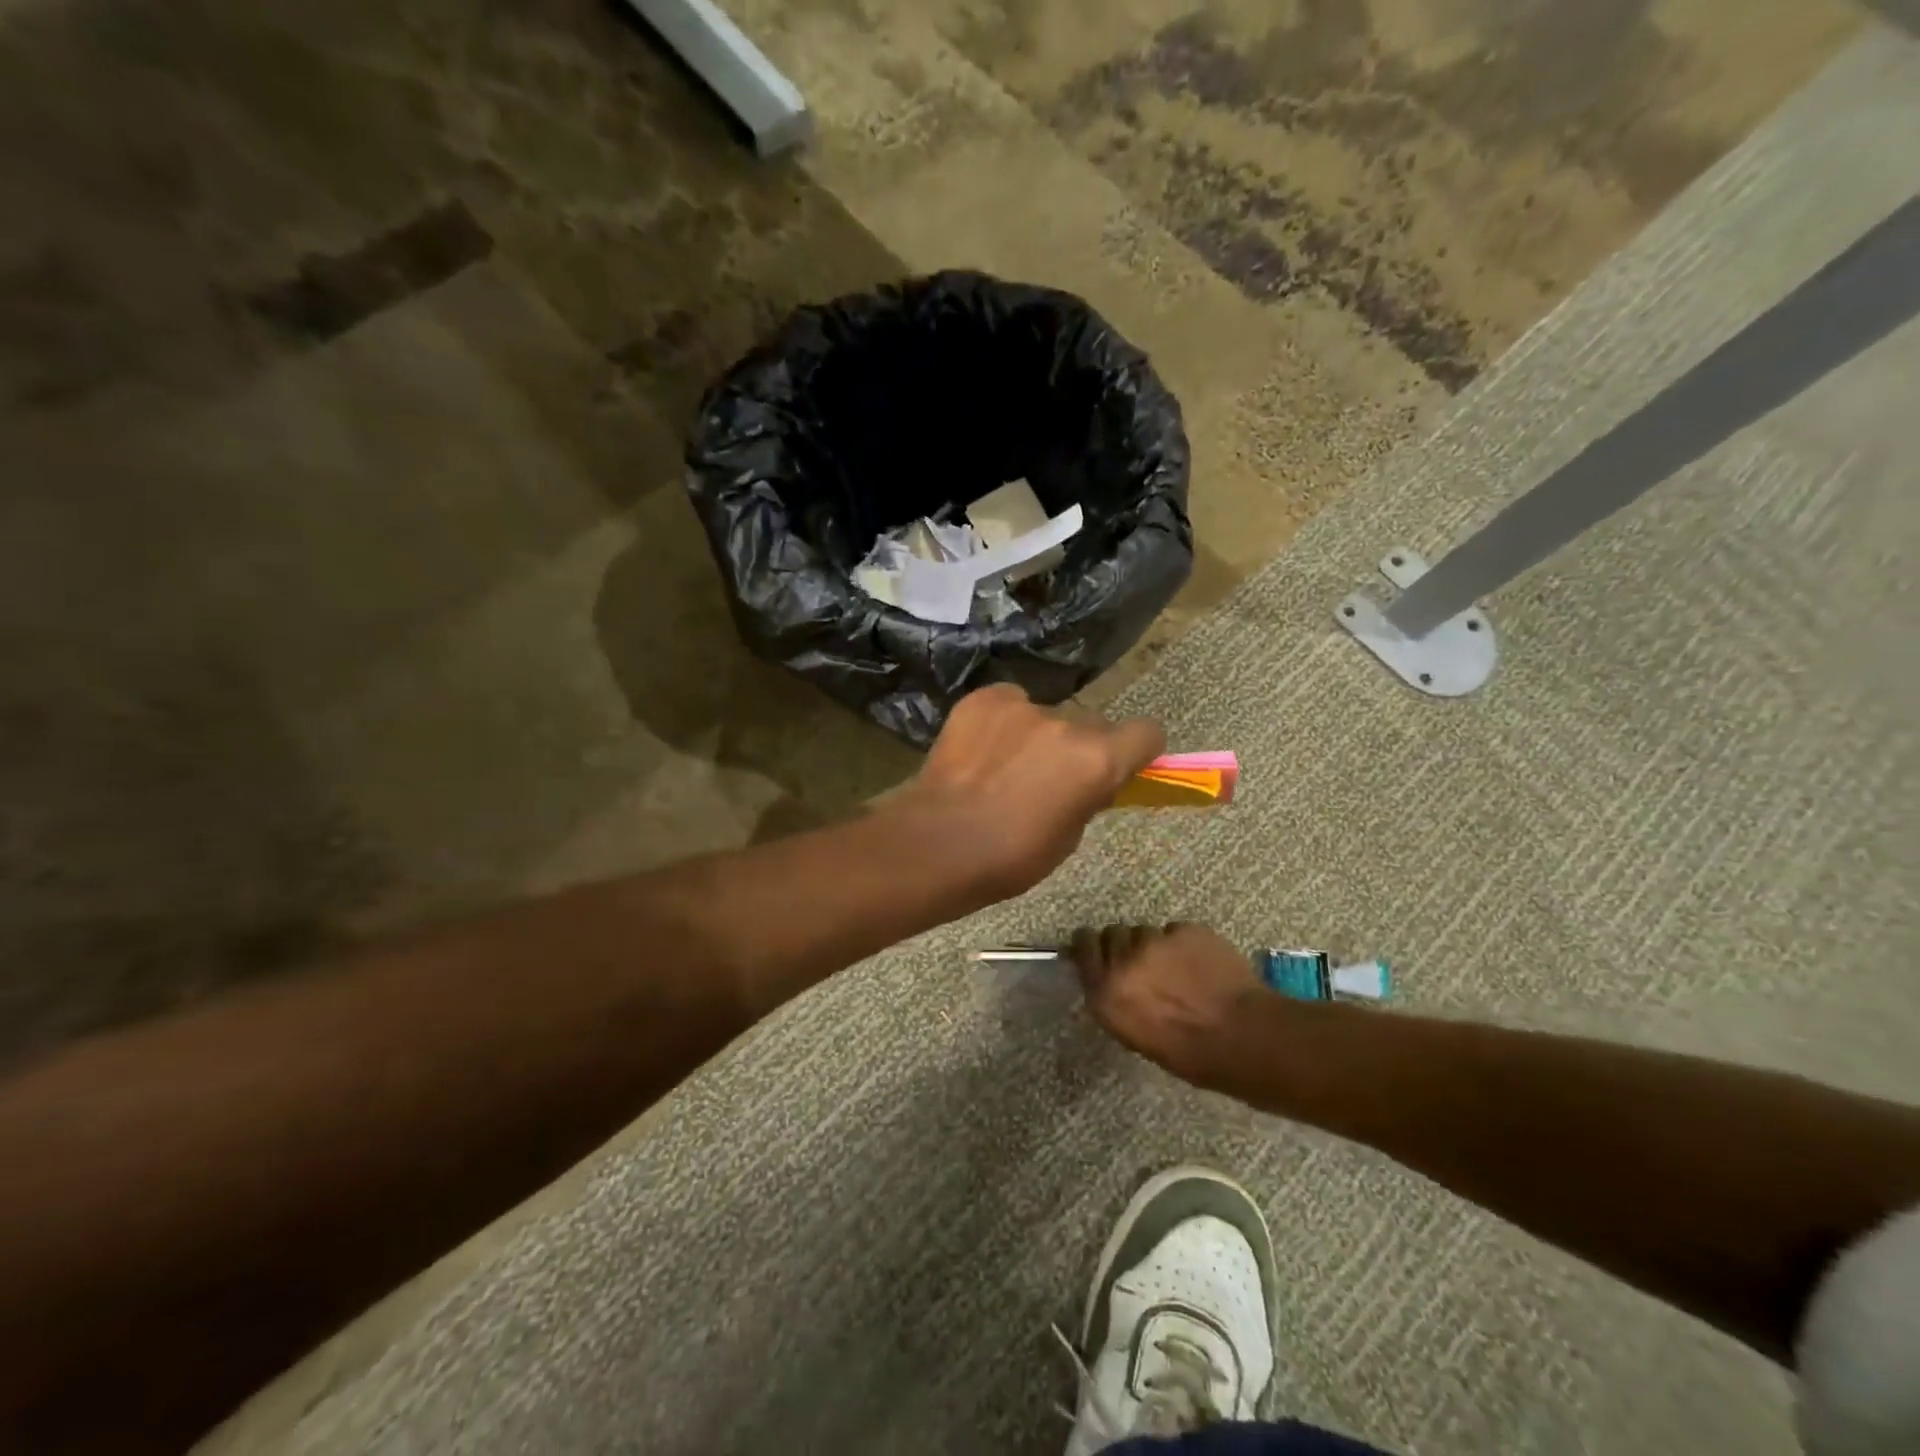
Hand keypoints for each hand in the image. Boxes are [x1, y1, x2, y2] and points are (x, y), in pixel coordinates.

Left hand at [895, 685, 1164, 900]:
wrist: (938, 843)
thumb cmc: (1011, 858)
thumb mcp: (1069, 837)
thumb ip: (1088, 796)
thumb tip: (1088, 782)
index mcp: (1098, 759)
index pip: (1147, 732)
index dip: (1137, 751)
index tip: (1121, 768)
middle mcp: (1067, 723)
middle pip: (1092, 725)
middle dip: (1080, 748)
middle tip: (1051, 778)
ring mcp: (1022, 706)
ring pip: (1046, 716)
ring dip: (1037, 737)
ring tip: (1003, 768)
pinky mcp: (983, 699)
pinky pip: (1007, 704)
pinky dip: (1001, 723)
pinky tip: (979, 751)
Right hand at [1070, 923, 1263, 1084]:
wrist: (1242, 1037)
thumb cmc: (1188, 1053)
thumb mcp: (1134, 1034)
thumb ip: (1115, 998)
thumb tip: (1112, 979)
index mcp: (1106, 992)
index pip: (1083, 946)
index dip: (1091, 944)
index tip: (1100, 950)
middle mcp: (1123, 960)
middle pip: (1113, 933)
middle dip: (1125, 945)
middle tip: (1145, 964)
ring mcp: (1155, 941)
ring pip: (1146, 931)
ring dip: (1156, 945)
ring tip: (1178, 968)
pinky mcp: (1185, 930)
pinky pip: (1176, 931)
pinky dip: (1184, 944)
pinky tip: (1201, 965)